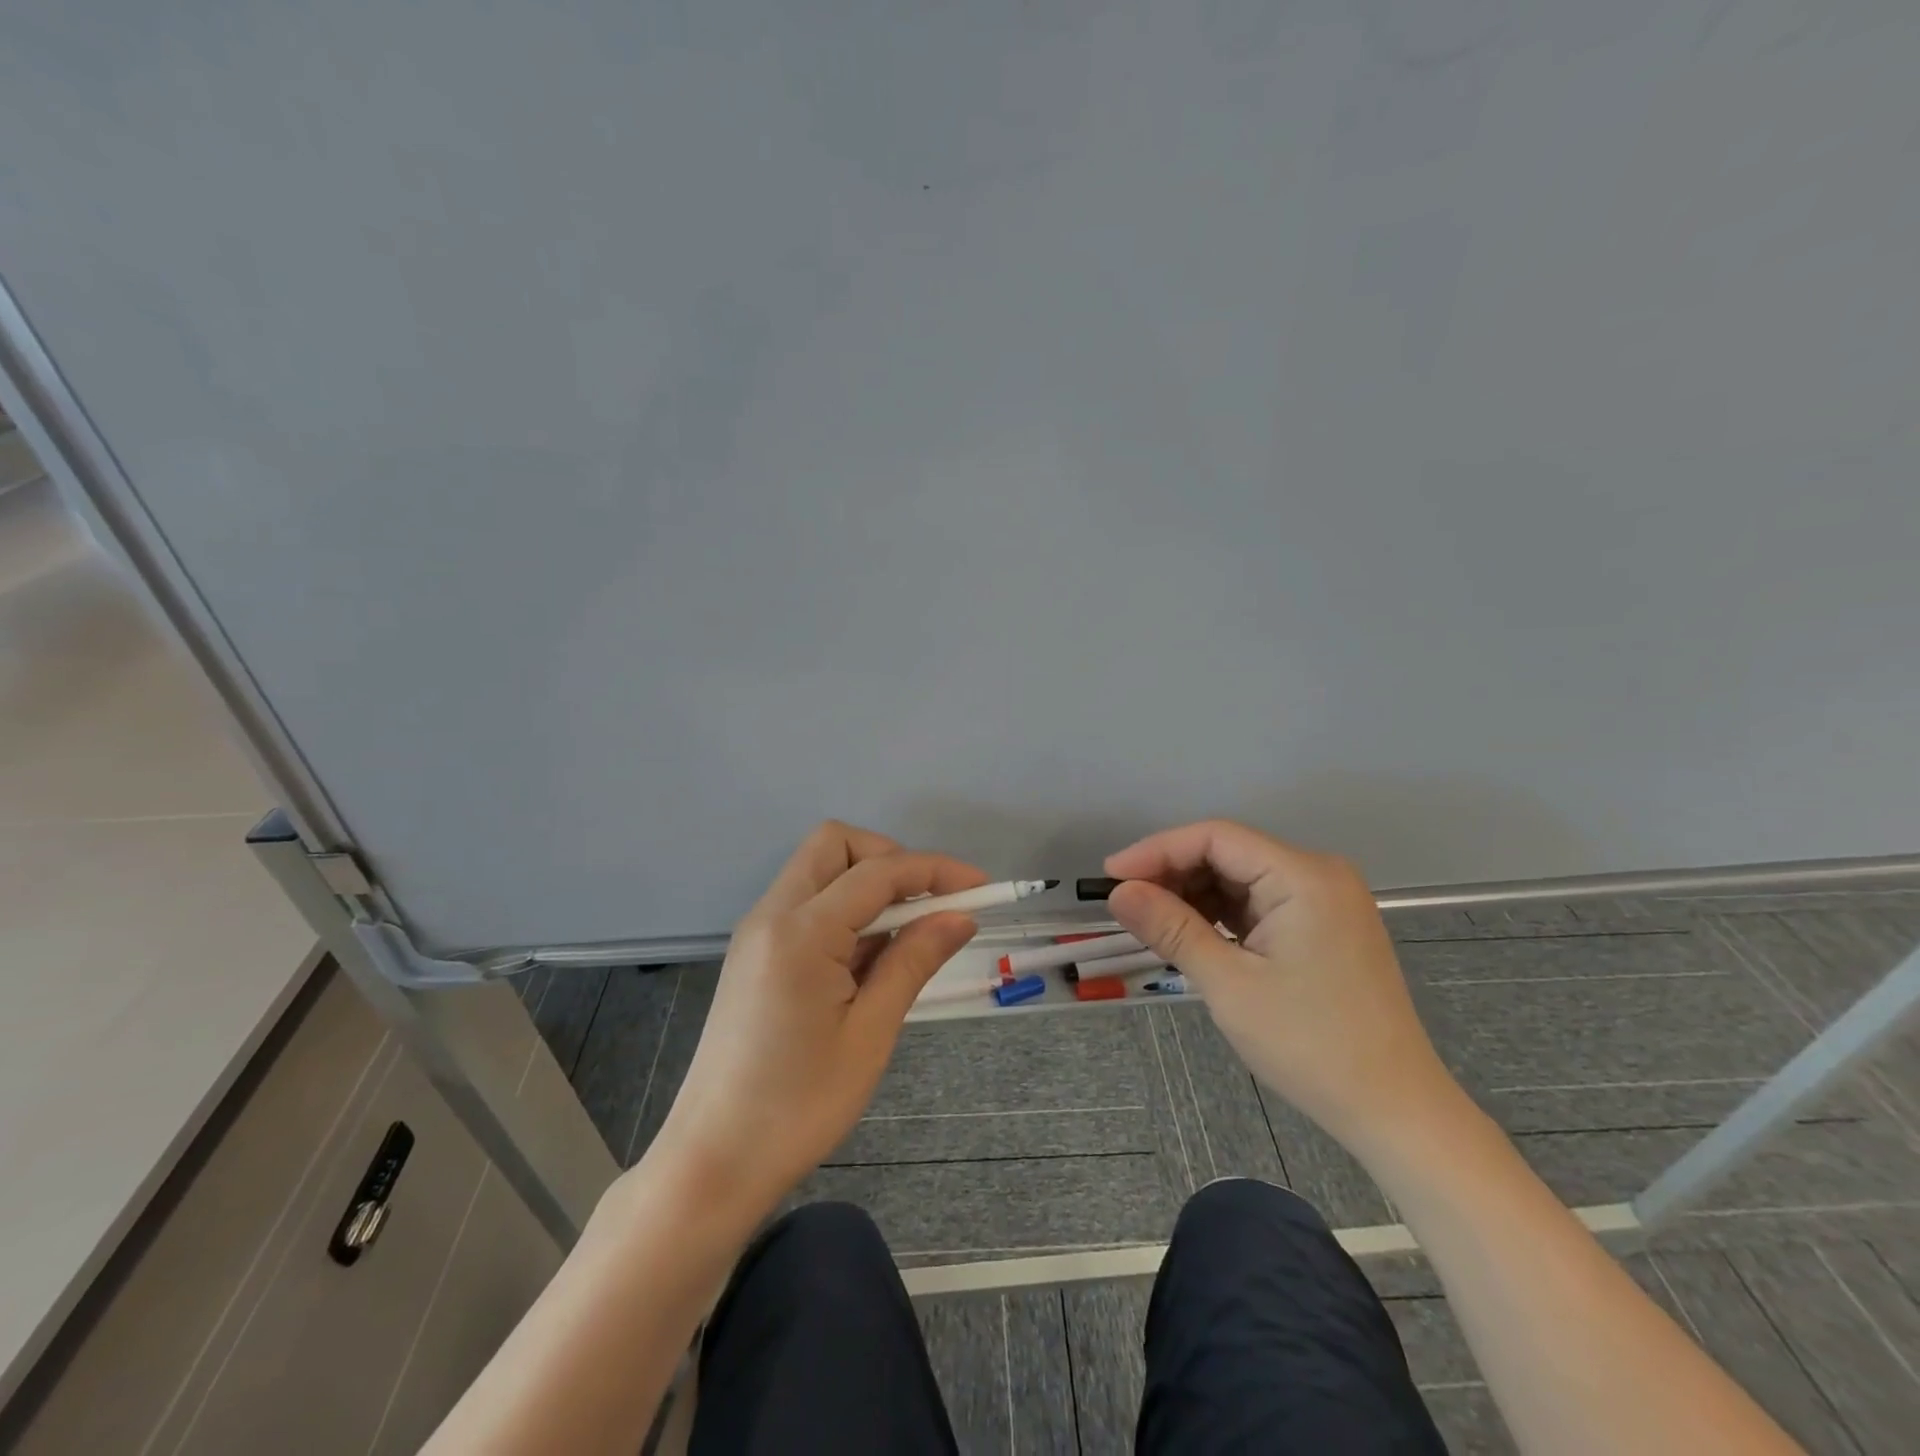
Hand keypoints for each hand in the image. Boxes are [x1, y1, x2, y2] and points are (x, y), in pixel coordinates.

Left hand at [648, 821, 984, 1217]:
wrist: (712, 1161)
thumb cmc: (798, 1105)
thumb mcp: (870, 1033)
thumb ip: (913, 961)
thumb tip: (960, 917)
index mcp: (801, 930)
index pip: (878, 871)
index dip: (935, 870)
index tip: (981, 886)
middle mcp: (772, 913)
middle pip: (835, 844)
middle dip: (890, 859)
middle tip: (929, 903)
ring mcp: (758, 931)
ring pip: (819, 870)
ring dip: (868, 885)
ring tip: (906, 940)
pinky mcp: (754, 953)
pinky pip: (806, 905)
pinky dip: (845, 911)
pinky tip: (869, 959)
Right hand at [1104, 820, 1460, 1159]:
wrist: (1394, 1110)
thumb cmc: (1311, 1045)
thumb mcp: (1229, 984)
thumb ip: (1171, 928)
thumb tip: (1118, 893)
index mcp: (1304, 876)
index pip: (1216, 838)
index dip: (1157, 850)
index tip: (1110, 877)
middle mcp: (1318, 874)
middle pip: (1228, 853)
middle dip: (1173, 874)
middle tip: (1127, 905)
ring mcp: (1324, 900)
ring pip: (1241, 878)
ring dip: (1194, 895)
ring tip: (1152, 923)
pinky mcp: (1323, 926)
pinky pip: (1259, 902)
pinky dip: (1221, 914)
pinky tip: (1192, 934)